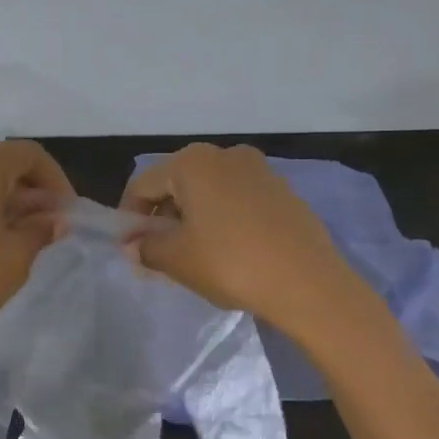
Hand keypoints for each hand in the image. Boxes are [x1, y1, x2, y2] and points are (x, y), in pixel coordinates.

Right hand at [119, 143, 378, 342]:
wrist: (309, 283)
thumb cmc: (230, 264)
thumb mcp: (176, 259)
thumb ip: (146, 248)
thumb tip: (135, 245)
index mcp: (192, 162)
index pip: (143, 185)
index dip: (130, 217)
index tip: (130, 248)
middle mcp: (225, 154)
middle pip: (177, 183)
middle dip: (163, 216)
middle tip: (159, 253)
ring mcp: (259, 169)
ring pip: (209, 190)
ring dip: (193, 217)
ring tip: (193, 254)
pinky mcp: (283, 190)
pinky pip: (238, 199)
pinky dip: (223, 218)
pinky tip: (228, 250)